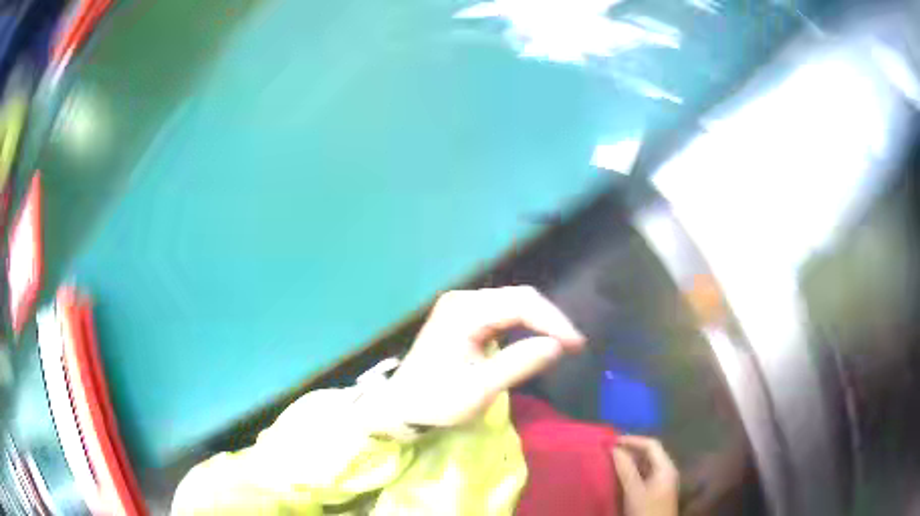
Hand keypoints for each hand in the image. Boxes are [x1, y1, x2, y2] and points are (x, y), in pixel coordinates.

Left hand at [386, 286, 584, 426]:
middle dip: (550, 319)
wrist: (401, 407)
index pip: (521, 304)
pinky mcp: (464, 318)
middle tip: (574, 345)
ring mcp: (462, 307)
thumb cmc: (436, 401)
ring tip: (563, 342)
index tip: (577, 345)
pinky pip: (503, 314)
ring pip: (513, 304)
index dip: (553, 321)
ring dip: (540, 321)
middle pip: (518, 298)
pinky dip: (525, 325)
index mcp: (464, 311)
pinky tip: (537, 339)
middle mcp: (463, 300)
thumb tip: (557, 345)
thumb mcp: (479, 388)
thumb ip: (518, 364)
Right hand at [612, 436, 678, 515]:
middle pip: (649, 454)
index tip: (611, 441)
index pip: (652, 445)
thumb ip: (625, 469)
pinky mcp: (655, 494)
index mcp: (666, 467)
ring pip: (645, 466)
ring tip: (609, 462)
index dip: (632, 440)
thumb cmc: (647, 511)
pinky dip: (630, 473)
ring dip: (629, 462)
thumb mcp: (634, 491)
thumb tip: (614, 448)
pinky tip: (618, 478)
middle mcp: (666, 472)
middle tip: (608, 450)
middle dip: (630, 450)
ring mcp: (661, 483)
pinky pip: (643, 477)